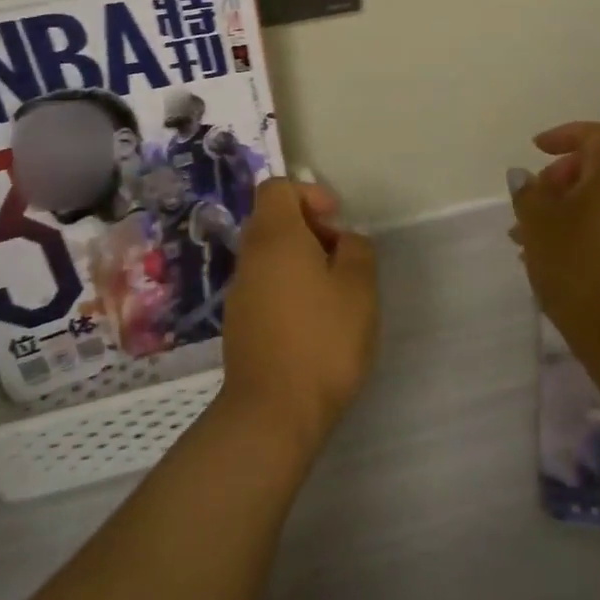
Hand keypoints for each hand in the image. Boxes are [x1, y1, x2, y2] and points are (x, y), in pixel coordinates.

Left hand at [218, 177, 377, 453]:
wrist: (273, 411)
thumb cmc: (323, 339)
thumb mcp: (359, 287)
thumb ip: (357, 249)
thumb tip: (343, 240)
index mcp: (276, 237)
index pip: (277, 188)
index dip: (309, 193)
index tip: (336, 220)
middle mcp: (250, 257)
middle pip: (272, 220)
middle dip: (310, 229)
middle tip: (342, 257)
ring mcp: (239, 292)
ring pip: (269, 256)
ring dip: (300, 261)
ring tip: (334, 293)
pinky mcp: (239, 324)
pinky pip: (264, 286)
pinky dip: (288, 288)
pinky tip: (313, 322)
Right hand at [509, 122, 599, 342]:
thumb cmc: (576, 263)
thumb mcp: (538, 222)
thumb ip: (527, 192)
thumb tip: (523, 176)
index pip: (597, 135)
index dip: (566, 134)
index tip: (536, 149)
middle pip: (594, 169)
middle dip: (556, 178)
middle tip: (529, 198)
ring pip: (592, 204)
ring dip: (558, 211)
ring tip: (522, 237)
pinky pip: (598, 231)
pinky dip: (571, 234)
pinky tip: (543, 260)